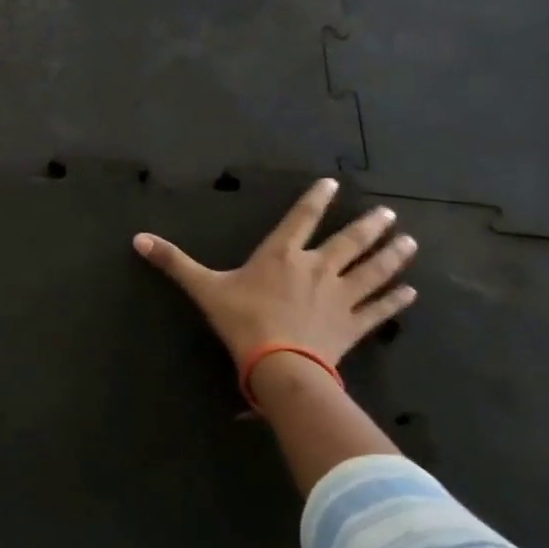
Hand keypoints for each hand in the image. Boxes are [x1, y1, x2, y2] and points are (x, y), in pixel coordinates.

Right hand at [133, 178, 415, 390]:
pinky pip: (379, 310)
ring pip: (372, 271)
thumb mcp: (203, 288)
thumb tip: (137, 239)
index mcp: (281, 255)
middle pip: (348, 242)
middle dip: (369, 226)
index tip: (333, 183)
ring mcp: (339, 297)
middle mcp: (316, 268)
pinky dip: (395, 301)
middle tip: (389, 214)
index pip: (300, 219)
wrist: (279, 364)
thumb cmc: (242, 321)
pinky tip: (410, 292)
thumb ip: (174, 262)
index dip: (316, 200)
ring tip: (409, 241)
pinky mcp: (352, 325)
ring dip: (391, 256)